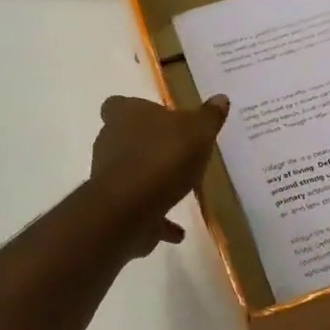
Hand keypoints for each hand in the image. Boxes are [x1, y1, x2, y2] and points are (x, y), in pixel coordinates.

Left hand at [89, 94, 230, 253]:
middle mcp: (110, 142)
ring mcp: (109, 177)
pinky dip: (155, 218)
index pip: (118, 105)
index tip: (157, 119)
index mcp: (125, 115)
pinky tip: (177, 231)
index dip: (135, 110)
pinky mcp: (114, 209)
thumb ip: (209, 116)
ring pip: (130, 173)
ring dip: (151, 181)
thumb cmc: (163, 157)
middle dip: (147, 145)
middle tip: (176, 152)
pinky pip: (139, 210)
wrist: (129, 209)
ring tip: (180, 190)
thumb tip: (220, 98)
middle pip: (124, 138)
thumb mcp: (197, 131)